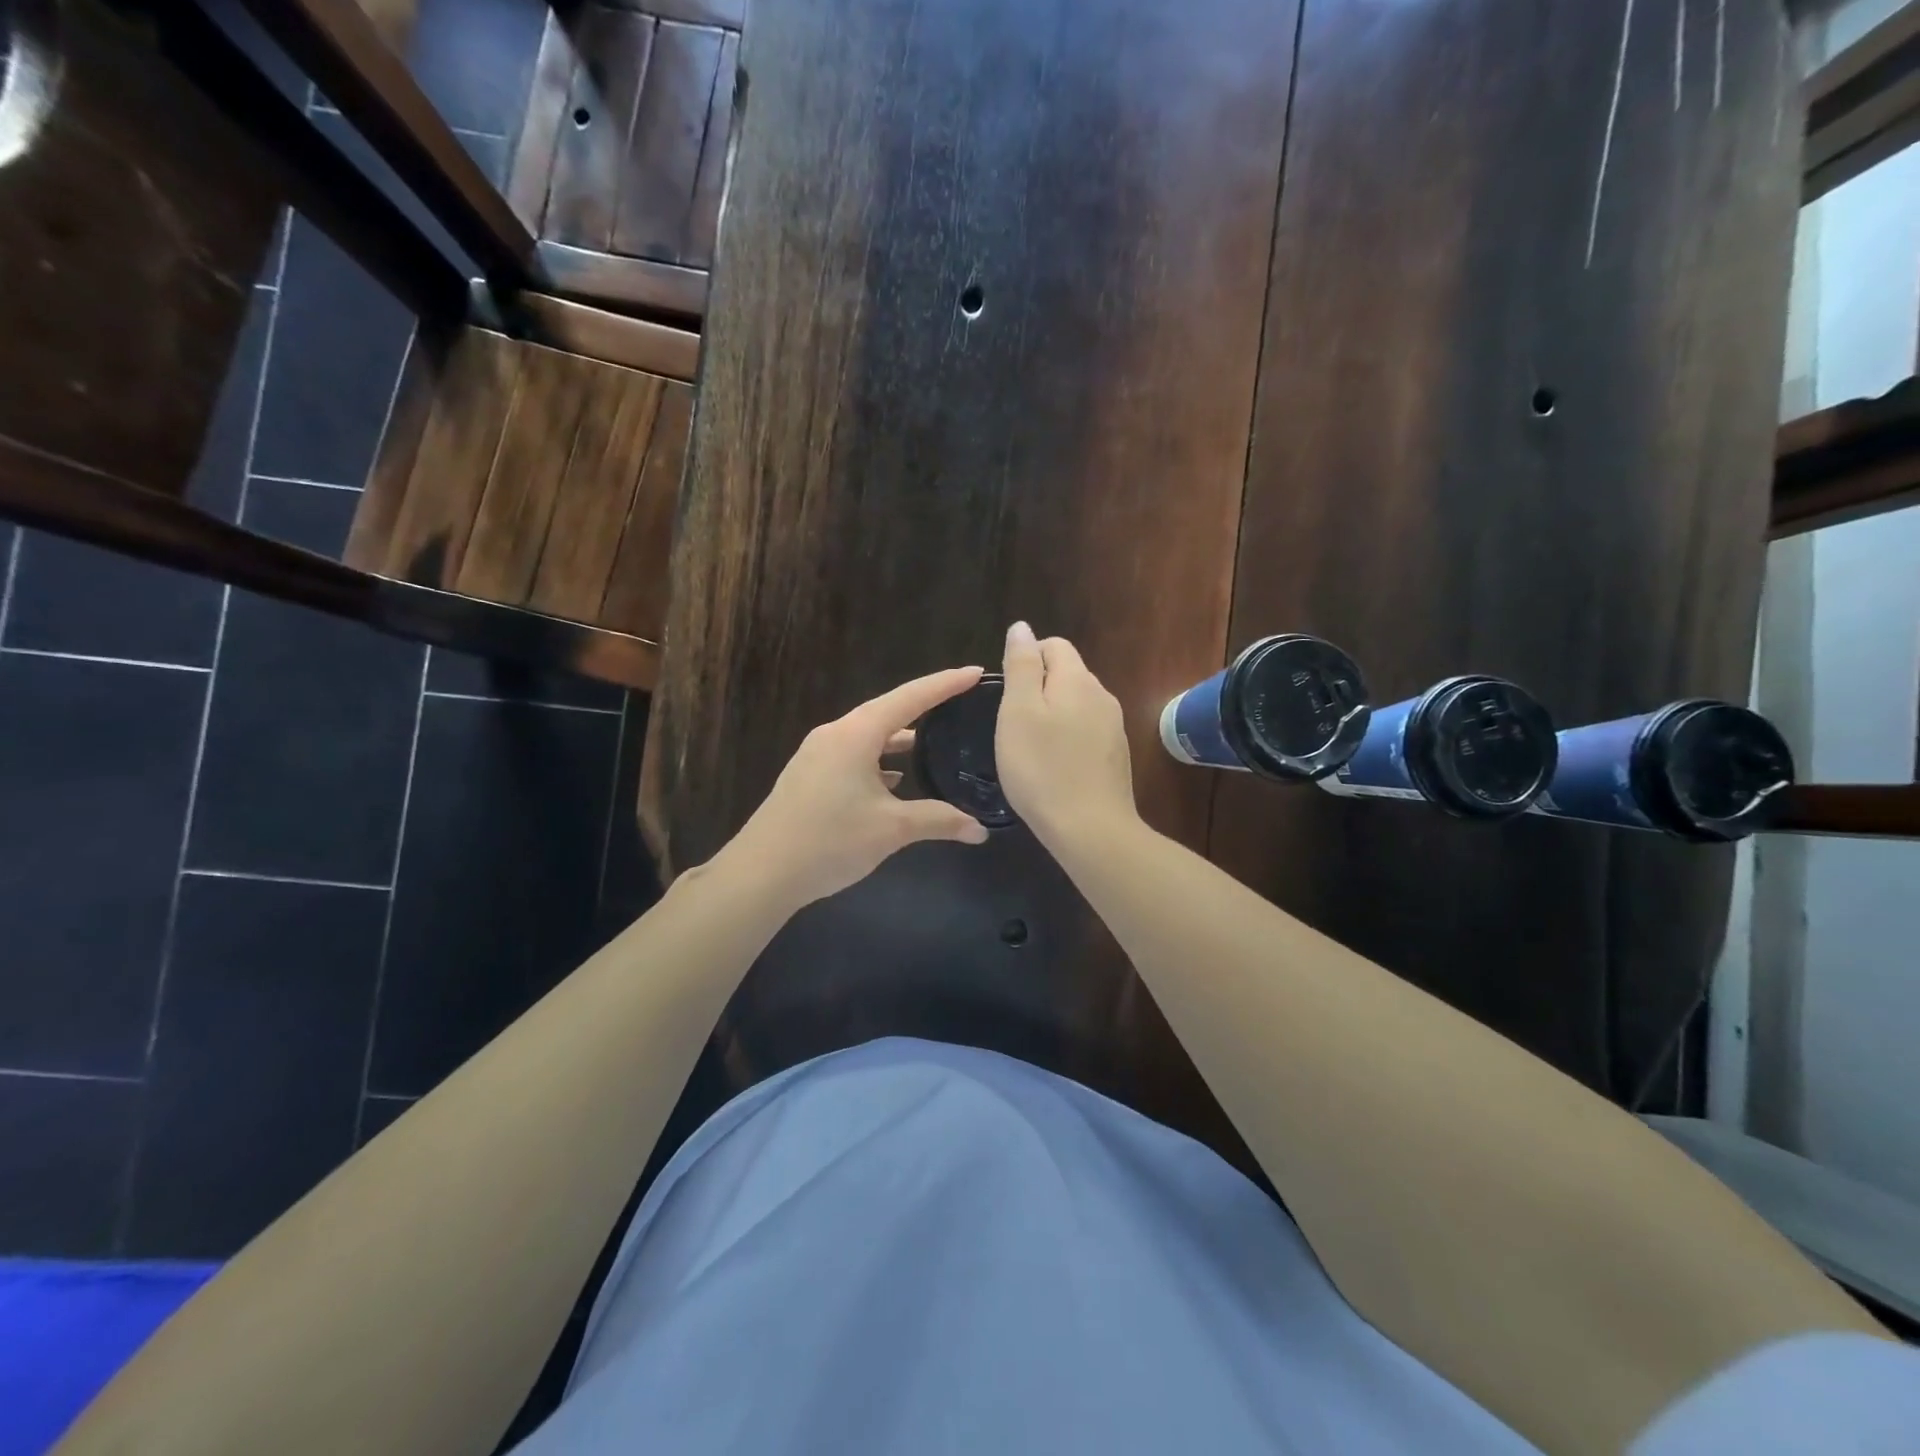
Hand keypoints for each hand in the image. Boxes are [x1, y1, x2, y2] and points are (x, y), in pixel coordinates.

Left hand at [721, 667, 991, 907]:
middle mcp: (835, 735)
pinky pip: (852, 755)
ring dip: (899, 739)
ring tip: (932, 744)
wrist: (762, 873)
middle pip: (887, 711)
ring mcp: (817, 755)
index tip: (976, 671)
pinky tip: (893, 780)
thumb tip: (981, 830)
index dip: (946, 683)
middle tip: (959, 702)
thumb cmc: (830, 841)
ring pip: (868, 736)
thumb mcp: (891, 829)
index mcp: (856, 734)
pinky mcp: (808, 776)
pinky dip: (878, 760)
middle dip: (925, 708)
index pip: (910, 698)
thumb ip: (939, 821)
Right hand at [995, 622, 1138, 847]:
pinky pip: (1087, 732)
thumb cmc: (1042, 767)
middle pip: (1068, 674)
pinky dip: (1067, 739)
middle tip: (1012, 724)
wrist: (1090, 828)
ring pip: (1077, 705)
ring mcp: (1114, 727)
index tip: (1007, 695)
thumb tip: (1022, 627)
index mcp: (1077, 679)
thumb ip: (1022, 665)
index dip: (1027, 659)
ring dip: (1053, 715)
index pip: (1054, 645)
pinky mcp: (1116, 756)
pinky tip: (1054, 766)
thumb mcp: (1018, 711)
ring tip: (1030, 747)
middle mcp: (1102, 696)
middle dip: (1039, 688)